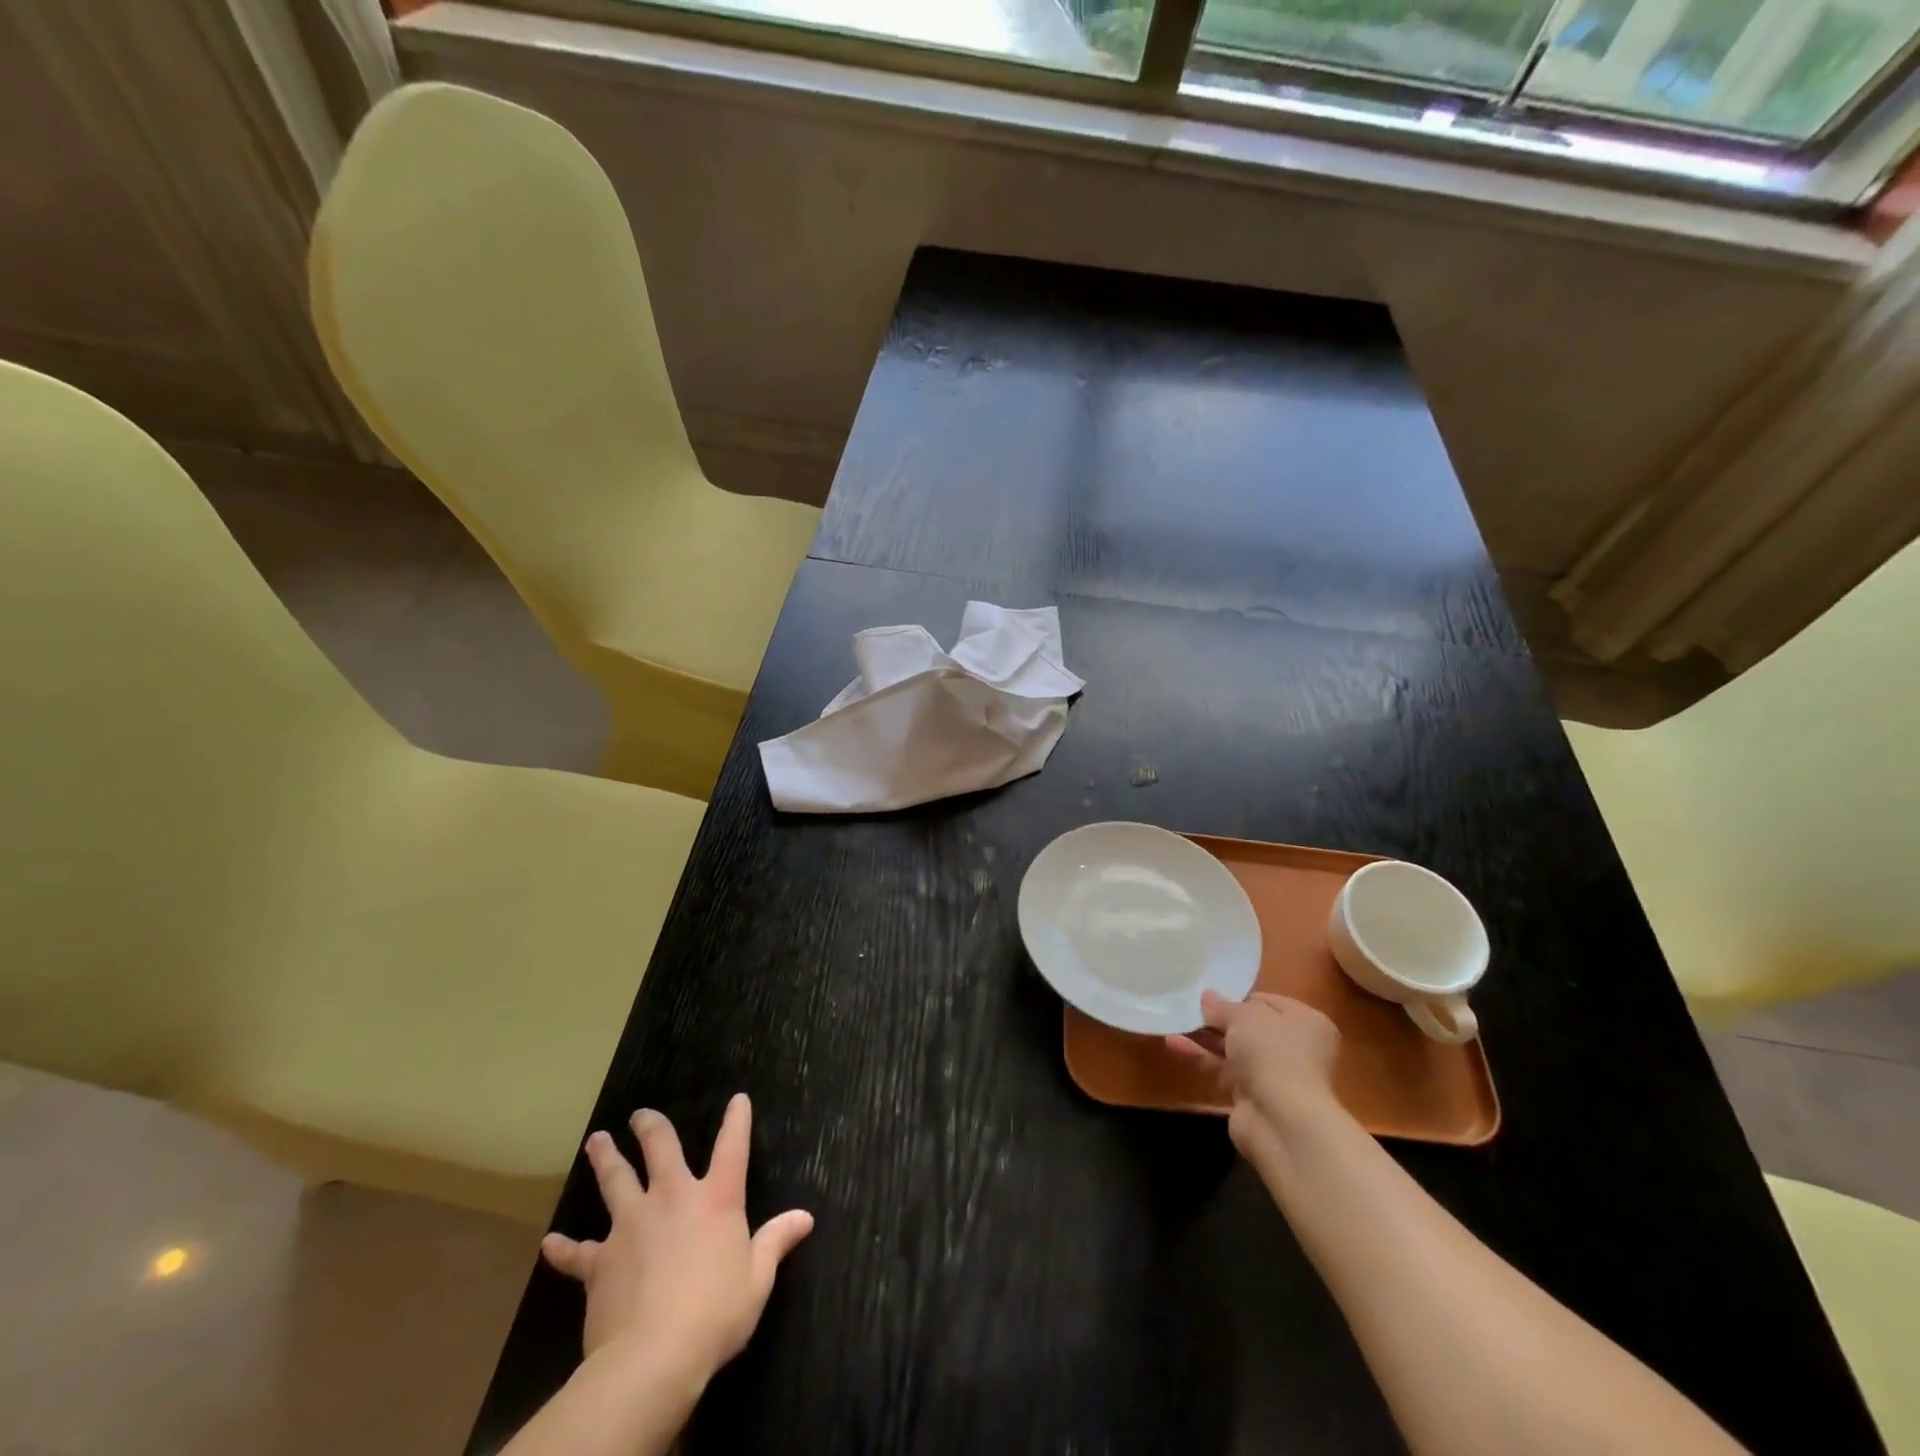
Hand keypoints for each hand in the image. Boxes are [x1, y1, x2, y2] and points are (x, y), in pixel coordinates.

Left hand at [540, 1094, 814, 1381]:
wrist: (652, 1356)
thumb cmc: (716, 1313)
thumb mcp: (757, 1280)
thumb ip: (776, 1243)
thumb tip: (804, 1217)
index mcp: (716, 1199)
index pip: (732, 1147)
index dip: (737, 1120)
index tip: (738, 1099)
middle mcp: (672, 1198)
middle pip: (661, 1149)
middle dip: (651, 1128)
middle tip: (640, 1114)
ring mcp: (632, 1225)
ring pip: (616, 1182)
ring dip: (606, 1160)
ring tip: (597, 1141)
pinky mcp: (601, 1261)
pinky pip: (578, 1253)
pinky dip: (565, 1248)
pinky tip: (550, 1243)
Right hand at [1167, 991, 1344, 1169]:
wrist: (1282, 1121)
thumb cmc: (1272, 1053)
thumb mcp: (1244, 1017)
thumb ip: (1222, 1006)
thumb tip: (1208, 996)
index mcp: (1305, 1022)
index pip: (1267, 1002)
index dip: (1238, 998)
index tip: (1210, 994)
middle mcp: (1294, 1048)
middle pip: (1249, 1027)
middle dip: (1218, 1019)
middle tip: (1188, 1007)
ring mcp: (1273, 1075)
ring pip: (1233, 1050)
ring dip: (1204, 1037)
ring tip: (1173, 1022)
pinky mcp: (1252, 1097)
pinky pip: (1222, 1070)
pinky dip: (1200, 1057)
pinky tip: (1173, 1044)